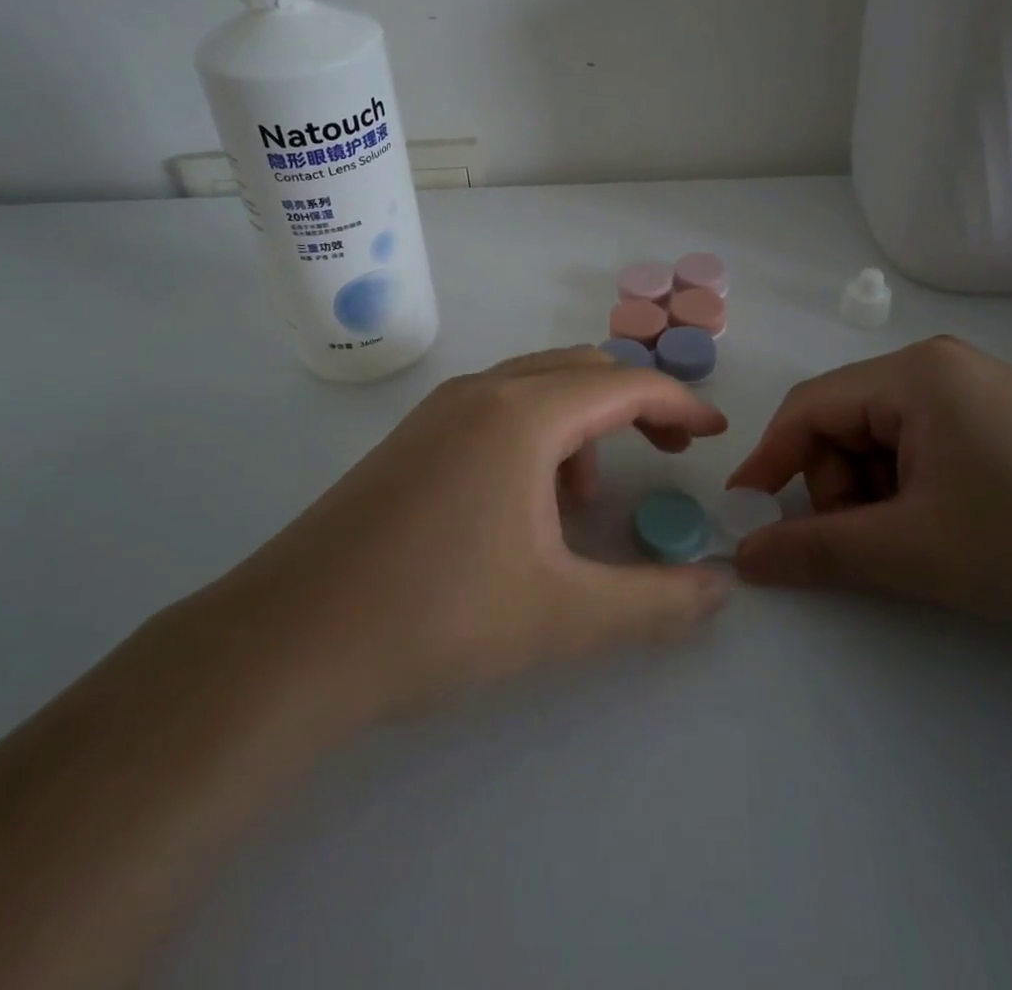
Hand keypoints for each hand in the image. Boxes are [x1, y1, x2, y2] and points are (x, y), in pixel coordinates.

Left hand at [204, 348, 732, 722]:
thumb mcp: (564, 616)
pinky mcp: (410, 437)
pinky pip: (495, 408)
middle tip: (666, 454)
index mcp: (523, 414)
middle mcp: (482, 391)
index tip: (713, 433)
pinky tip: (522, 505)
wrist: (290, 641)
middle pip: (582, 369)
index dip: (679, 402)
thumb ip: (657, 602)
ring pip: (535, 386)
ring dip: (581, 423)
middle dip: (634, 404)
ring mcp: (438, 410)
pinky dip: (535, 434)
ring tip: (581, 501)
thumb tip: (721, 588)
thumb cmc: (436, 618)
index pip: (624, 383)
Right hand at [727, 337, 1011, 628]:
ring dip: (875, 492)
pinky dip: (911, 487)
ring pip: (882, 437)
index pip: (809, 407)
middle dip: (837, 486)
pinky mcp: (999, 416)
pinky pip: (922, 443)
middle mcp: (937, 366)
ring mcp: (973, 388)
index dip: (770, 460)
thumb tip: (745, 555)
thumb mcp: (915, 551)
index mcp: (912, 375)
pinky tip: (946, 525)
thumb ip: (819, 551)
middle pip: (845, 422)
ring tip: (916, 543)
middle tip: (866, 546)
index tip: (746, 513)